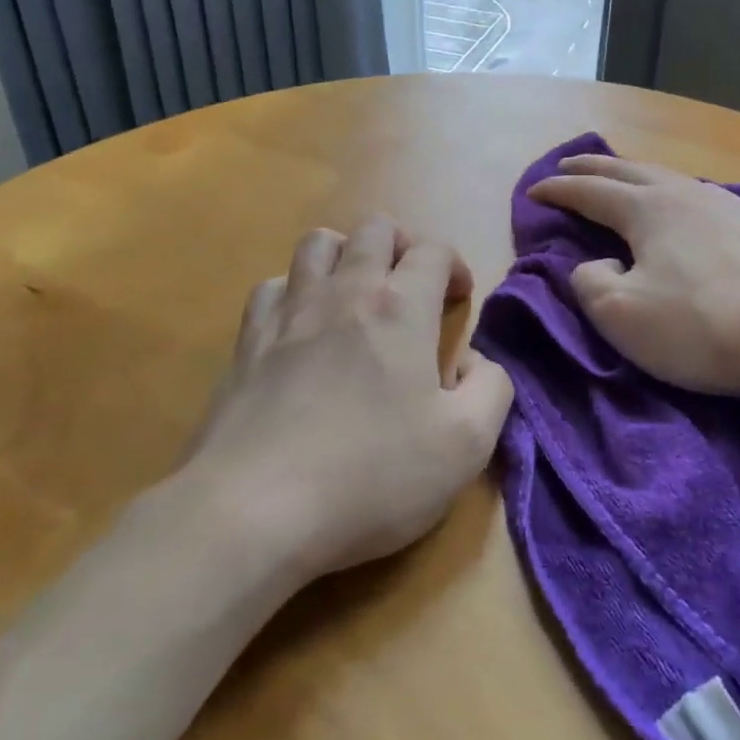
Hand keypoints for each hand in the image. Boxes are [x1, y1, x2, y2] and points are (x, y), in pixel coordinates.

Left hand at [185, 217, 512, 584]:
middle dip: (402, 244)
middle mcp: (345, 291)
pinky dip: (295, 290)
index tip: (459, 298)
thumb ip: (491, 389)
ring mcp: (290, 312)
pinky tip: (301, 324)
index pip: (434, 250)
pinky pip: (273, 286)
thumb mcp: (466, 445)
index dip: (454, 265)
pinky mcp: (247, 341)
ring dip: (346, 253)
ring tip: (357, 291)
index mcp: (401, 308)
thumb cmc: (372, 476)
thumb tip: (477, 362)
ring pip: (318, 243)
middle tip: (412, 284)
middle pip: (374, 229)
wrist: (254, 510)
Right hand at [528, 155, 739, 405]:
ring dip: (637, 176)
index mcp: (647, 208)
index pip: (589, 191)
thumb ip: (588, 282)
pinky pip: (705, 198)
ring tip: (623, 181)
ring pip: (671, 178)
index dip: (557, 190)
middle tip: (567, 165)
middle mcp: (686, 193)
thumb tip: (598, 262)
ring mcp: (729, 205)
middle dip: (592, 167)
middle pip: (628, 170)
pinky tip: (689, 209)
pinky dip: (678, 195)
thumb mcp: (621, 316)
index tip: (533, 192)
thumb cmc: (701, 328)